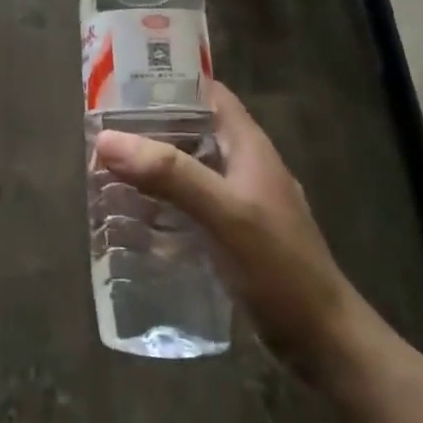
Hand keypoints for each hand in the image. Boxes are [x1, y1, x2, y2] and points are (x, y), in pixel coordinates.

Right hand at [91, 81, 371, 382]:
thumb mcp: (225, 213)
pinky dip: (160, 203)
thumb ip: (171, 174)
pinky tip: (131, 216)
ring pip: (186, 169)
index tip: (121, 83)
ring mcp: (238, 202)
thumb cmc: (280, 268)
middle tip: (100, 131)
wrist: (322, 341)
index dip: (170, 81)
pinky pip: (187, 205)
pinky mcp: (230, 235)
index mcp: (249, 147)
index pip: (208, 93)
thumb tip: (107, 140)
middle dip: (148, 128)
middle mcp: (243, 166)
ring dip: (150, 167)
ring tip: (104, 170)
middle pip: (191, 130)